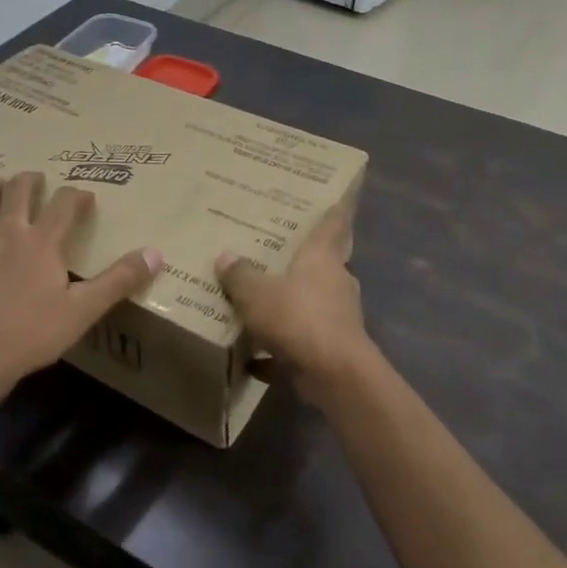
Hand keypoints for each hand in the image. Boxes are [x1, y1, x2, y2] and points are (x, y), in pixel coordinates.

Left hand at [0, 172, 160, 409]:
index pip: (64, 203)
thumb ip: (119, 280)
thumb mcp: (83, 310)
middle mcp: (9, 231)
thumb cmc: (31, 334)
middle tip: (39, 179)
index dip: (77, 195)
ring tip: (1, 184)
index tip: (86, 197)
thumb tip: (155, 253)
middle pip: (19, 190)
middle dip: (32, 180)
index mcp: (43, 241)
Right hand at [216, 203, 372, 397]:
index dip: (337, 207)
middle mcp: (335, 282)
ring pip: (310, 304)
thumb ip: (240, 275)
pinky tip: (252, 359)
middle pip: (320, 264)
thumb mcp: (256, 293)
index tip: (340, 193)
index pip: (334, 222)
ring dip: (288, 305)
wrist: (334, 374)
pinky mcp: (331, 350)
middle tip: (274, 251)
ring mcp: (336, 317)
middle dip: (300, 260)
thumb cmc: (298, 317)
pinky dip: (279, 349)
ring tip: (259, 302)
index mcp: (322, 258)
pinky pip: (300, 343)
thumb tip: (225, 256)